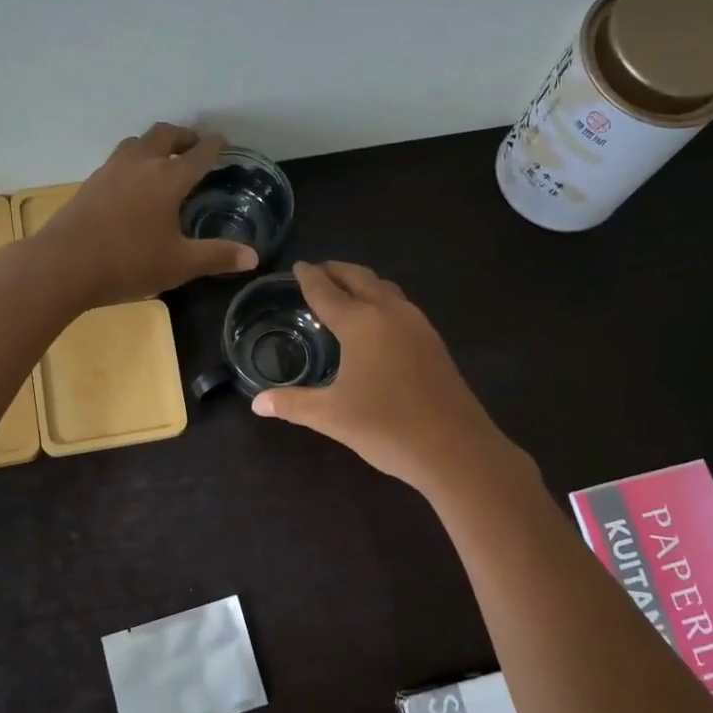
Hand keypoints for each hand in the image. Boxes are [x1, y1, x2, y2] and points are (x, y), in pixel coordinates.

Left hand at [31, 123, 258, 307]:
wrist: (63, 265)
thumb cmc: (128, 263)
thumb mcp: (179, 265)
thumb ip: (217, 256)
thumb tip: (252, 257)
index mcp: (167, 179)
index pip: (198, 154)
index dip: (213, 146)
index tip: (222, 142)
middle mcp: (140, 164)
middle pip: (164, 135)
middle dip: (183, 136)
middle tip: (193, 146)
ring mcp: (110, 171)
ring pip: (136, 142)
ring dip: (154, 144)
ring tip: (162, 159)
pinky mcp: (89, 184)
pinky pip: (117, 160)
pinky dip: (133, 160)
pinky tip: (131, 183)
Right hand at [252, 262, 519, 494]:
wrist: (455, 448)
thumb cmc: (386, 426)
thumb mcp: (331, 416)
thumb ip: (293, 404)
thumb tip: (257, 404)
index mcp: (361, 323)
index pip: (327, 291)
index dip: (309, 277)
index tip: (298, 265)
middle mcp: (390, 313)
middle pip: (360, 278)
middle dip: (337, 270)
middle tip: (318, 270)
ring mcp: (417, 325)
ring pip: (386, 289)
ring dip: (363, 282)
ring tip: (346, 290)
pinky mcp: (434, 342)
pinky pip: (401, 306)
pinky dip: (382, 300)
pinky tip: (378, 322)